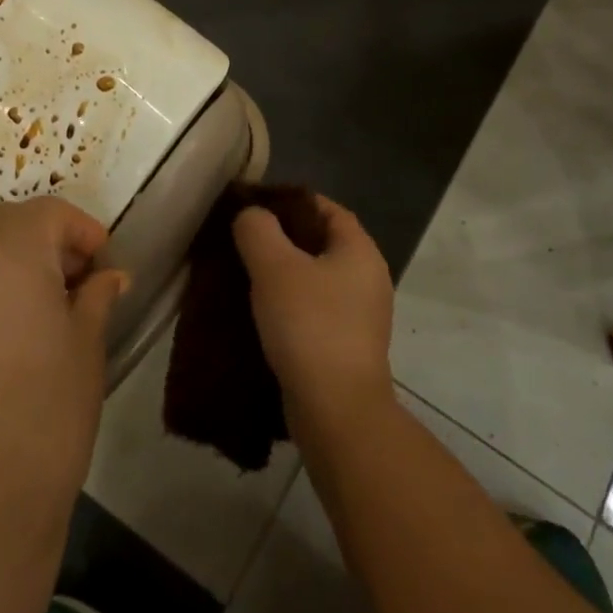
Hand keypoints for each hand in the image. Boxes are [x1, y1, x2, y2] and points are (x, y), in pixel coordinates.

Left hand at [0, 197, 126, 554]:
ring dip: (0, 263)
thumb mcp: (86, 347)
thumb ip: (97, 296)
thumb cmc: (47, 415)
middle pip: (2, 223)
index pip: (48, 213)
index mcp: (9, 253)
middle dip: (39, 239)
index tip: (101, 262)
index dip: (81, 230)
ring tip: (27, 309)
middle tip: (68, 280)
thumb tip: (108, 277)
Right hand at [233, 195, 394, 432]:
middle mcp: (368, 278)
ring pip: (316, 279)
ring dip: (284, 274)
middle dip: (283, 237)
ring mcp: (361, 315)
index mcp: (360, 250)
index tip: (255, 205)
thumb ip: (258, 229)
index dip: (290, 201)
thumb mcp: (274, 267)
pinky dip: (290, 304)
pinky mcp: (347, 346)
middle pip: (321, 242)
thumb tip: (251, 215)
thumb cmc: (309, 326)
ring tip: (244, 273)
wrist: (336, 410)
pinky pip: (315, 310)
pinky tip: (260, 312)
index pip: (326, 208)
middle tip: (243, 238)